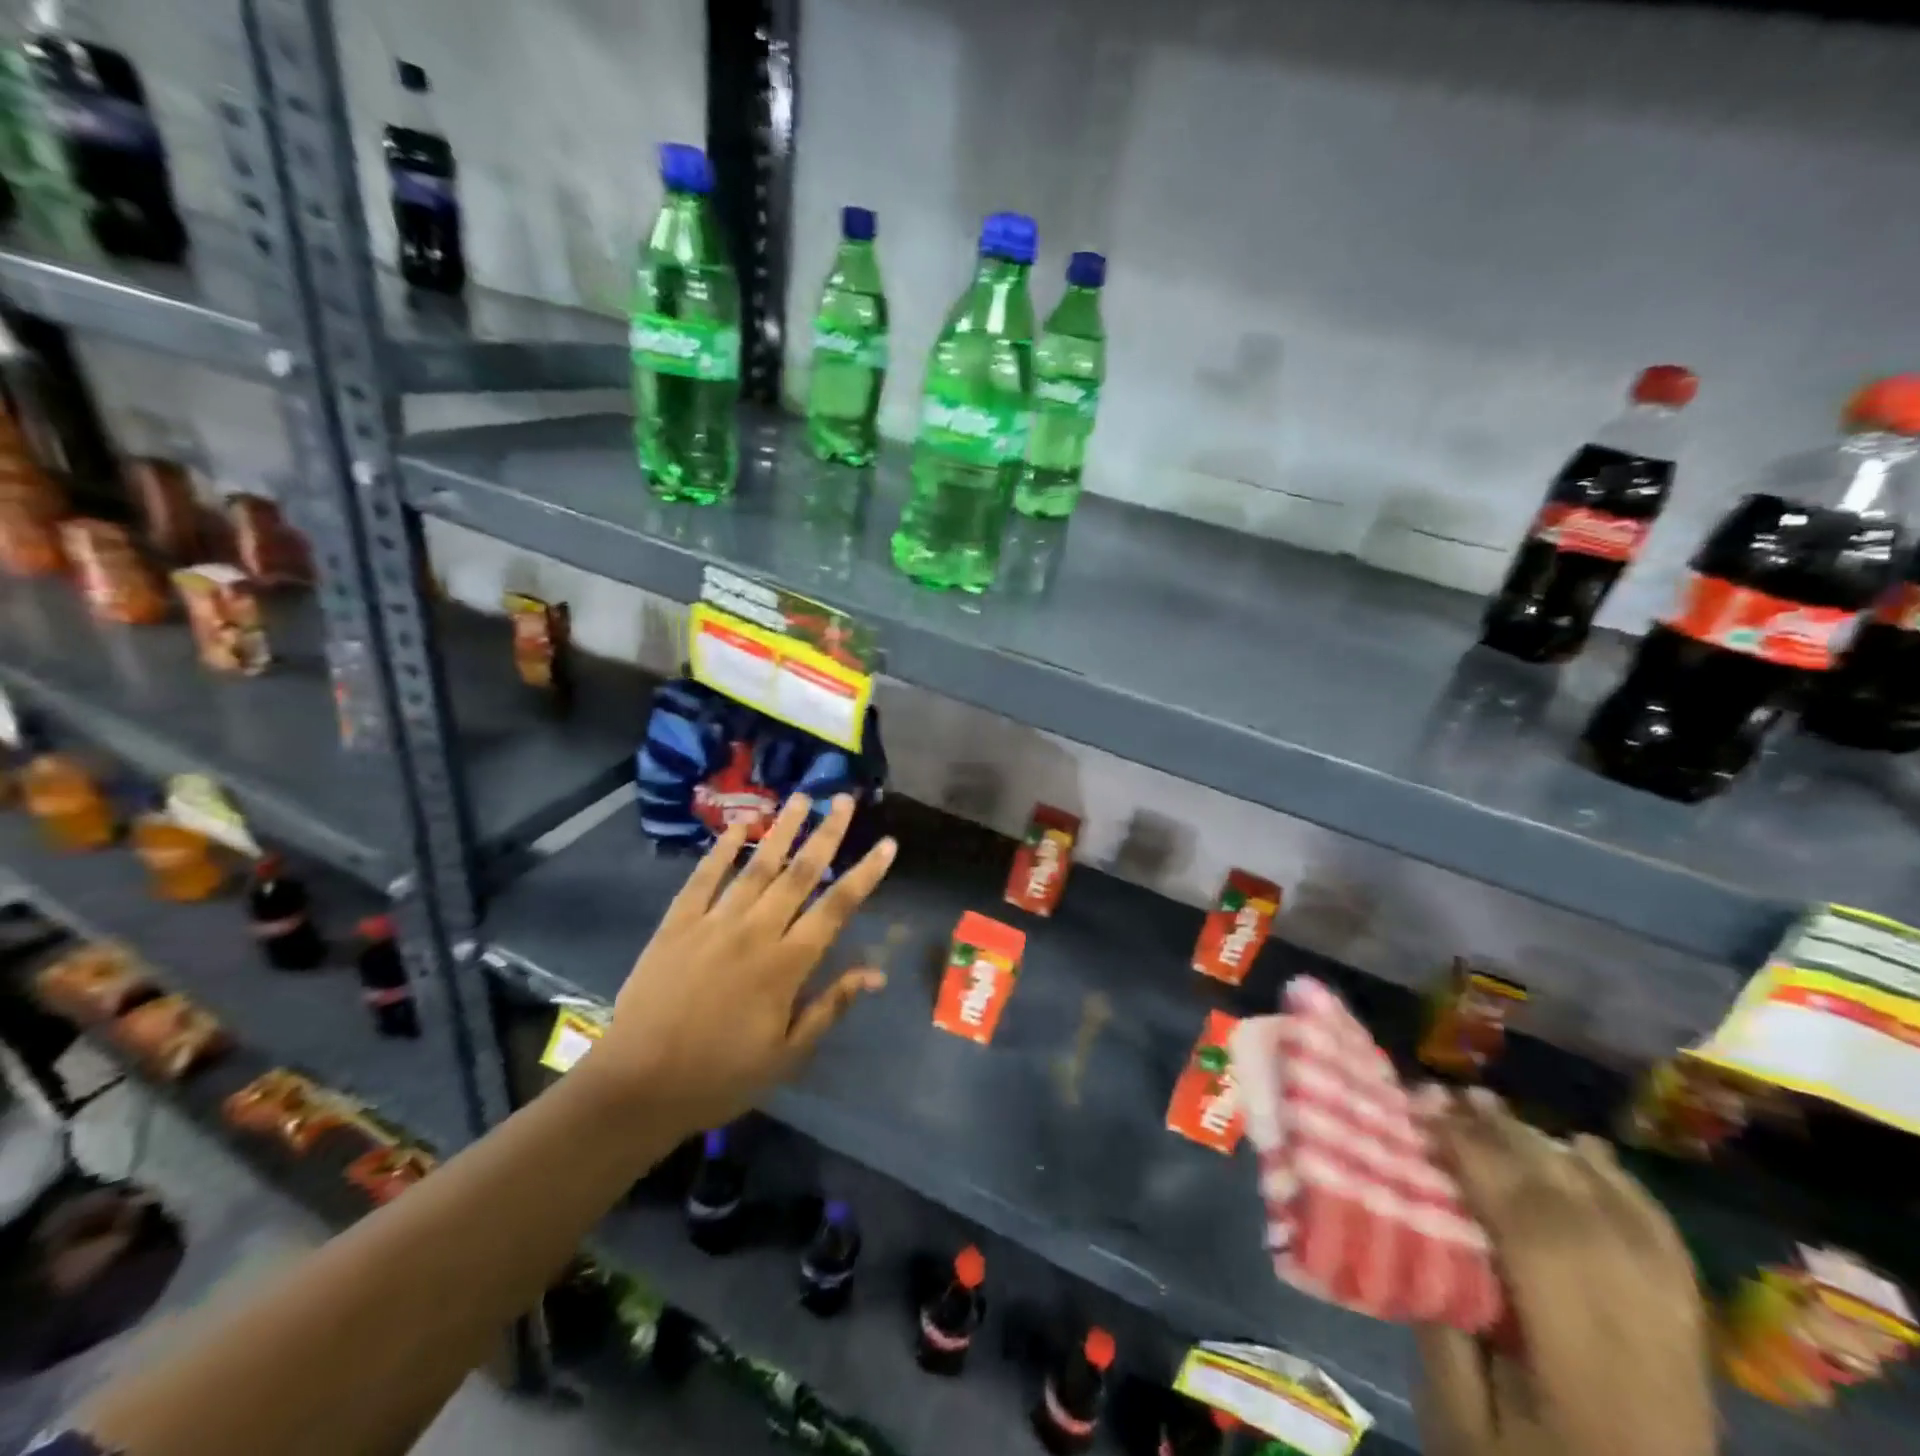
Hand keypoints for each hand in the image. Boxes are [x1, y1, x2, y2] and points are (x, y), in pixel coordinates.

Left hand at [586, 793, 894, 1133]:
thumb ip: (830, 1005)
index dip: (865, 873)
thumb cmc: (720, 1076)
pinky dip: (721, 849)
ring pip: (757, 865)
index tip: (887, 844)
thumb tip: (875, 973)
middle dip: (827, 833)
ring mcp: (714, 922)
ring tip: (802, 797)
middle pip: (800, 873)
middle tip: (845, 799)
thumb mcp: (786, 1054)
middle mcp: (756, 931)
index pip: (837, 907)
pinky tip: (738, 825)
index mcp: (787, 964)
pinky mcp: (677, 923)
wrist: (636, 1086)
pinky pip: (704, 877)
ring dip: (782, 829)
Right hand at [1416, 1094, 1715, 1455]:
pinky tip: (1586, 1150)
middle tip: (1445, 1094)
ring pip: (1622, 1220)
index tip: (1421, 1112)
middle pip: (1578, 1216)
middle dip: (1506, 1140)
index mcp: (1586, 1373)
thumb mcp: (1461, 1427)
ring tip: (1494, 1109)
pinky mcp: (1692, 1346)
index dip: (1476, 1160)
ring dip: (1552, 1151)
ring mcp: (1680, 1345)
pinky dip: (1622, 1187)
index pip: (1533, 1236)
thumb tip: (1419, 1224)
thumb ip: (1444, 1327)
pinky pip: (1665, 1248)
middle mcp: (1646, 1347)